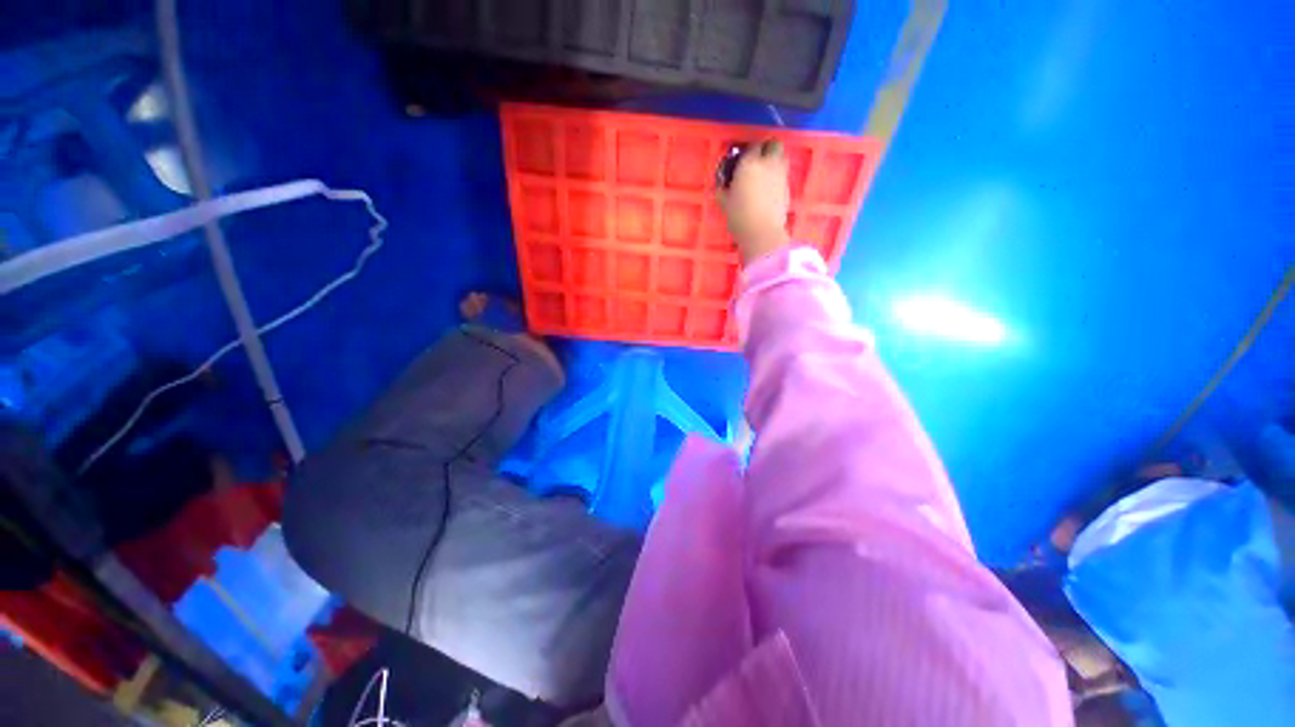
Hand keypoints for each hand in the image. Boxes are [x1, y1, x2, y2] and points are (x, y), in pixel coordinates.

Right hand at [718, 140, 790, 265]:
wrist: (762, 232)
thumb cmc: (739, 216)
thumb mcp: (724, 202)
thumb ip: (723, 190)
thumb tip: (721, 187)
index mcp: (749, 163)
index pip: (752, 146)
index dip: (748, 151)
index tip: (743, 159)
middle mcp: (768, 163)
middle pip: (773, 145)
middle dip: (767, 148)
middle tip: (758, 160)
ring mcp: (781, 174)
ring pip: (782, 157)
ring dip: (775, 160)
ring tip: (764, 173)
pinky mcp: (788, 188)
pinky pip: (783, 175)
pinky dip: (777, 177)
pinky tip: (769, 189)